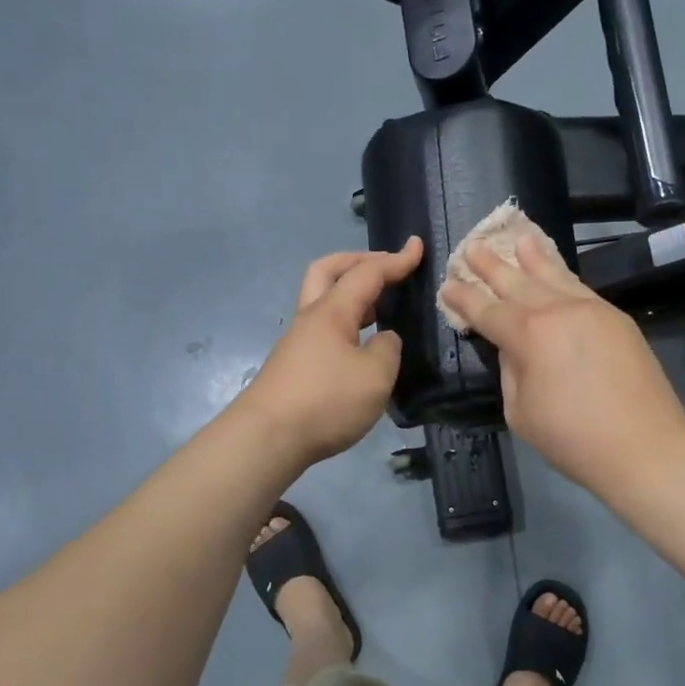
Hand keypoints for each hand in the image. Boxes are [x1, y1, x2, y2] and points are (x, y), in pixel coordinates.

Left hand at [239, 238, 423, 466]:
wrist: (267, 439)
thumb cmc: (326, 401)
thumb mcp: (376, 375)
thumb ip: (387, 349)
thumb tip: (383, 340)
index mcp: (332, 311)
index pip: (367, 274)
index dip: (395, 259)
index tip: (417, 247)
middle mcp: (311, 318)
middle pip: (328, 271)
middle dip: (358, 261)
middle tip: (386, 266)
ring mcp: (298, 342)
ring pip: (323, 300)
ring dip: (351, 293)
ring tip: (381, 304)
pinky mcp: (294, 366)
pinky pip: (323, 328)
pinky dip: (346, 322)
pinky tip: (362, 343)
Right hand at [440, 226, 684, 498]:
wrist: (644, 447)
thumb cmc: (573, 439)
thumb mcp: (520, 412)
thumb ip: (511, 371)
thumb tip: (514, 348)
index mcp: (529, 335)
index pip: (487, 310)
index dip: (464, 298)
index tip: (447, 284)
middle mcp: (558, 312)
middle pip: (518, 283)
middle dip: (492, 265)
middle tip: (472, 246)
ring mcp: (592, 310)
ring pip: (554, 276)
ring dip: (532, 257)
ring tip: (519, 238)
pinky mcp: (617, 319)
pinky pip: (581, 287)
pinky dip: (563, 274)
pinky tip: (556, 269)